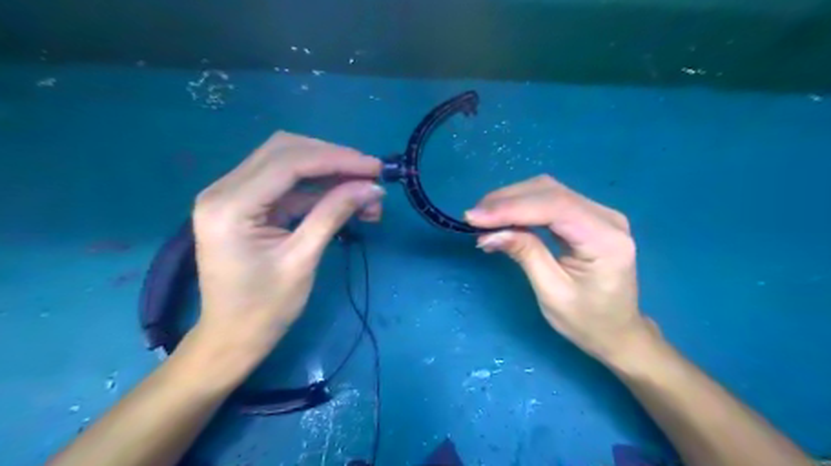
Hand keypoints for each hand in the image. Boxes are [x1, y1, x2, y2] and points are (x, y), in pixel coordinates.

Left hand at [189, 131, 384, 371]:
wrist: (232, 338)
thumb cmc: (264, 309)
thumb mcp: (303, 260)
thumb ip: (334, 214)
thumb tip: (372, 188)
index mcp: (230, 205)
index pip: (289, 162)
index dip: (337, 159)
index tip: (375, 168)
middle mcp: (223, 189)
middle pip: (285, 151)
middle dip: (333, 158)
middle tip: (370, 174)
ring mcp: (232, 195)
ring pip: (287, 163)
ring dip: (328, 173)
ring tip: (365, 192)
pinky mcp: (246, 205)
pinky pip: (286, 185)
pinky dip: (318, 189)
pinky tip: (345, 200)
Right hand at [466, 175, 656, 363]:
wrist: (618, 331)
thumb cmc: (587, 321)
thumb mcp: (552, 292)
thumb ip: (525, 254)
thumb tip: (489, 233)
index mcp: (606, 240)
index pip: (555, 208)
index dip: (511, 208)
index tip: (474, 217)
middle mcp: (607, 218)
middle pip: (550, 192)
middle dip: (506, 201)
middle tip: (473, 217)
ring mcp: (600, 214)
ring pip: (548, 191)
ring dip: (511, 200)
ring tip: (483, 217)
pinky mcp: (588, 217)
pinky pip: (551, 201)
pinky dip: (522, 206)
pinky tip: (502, 216)